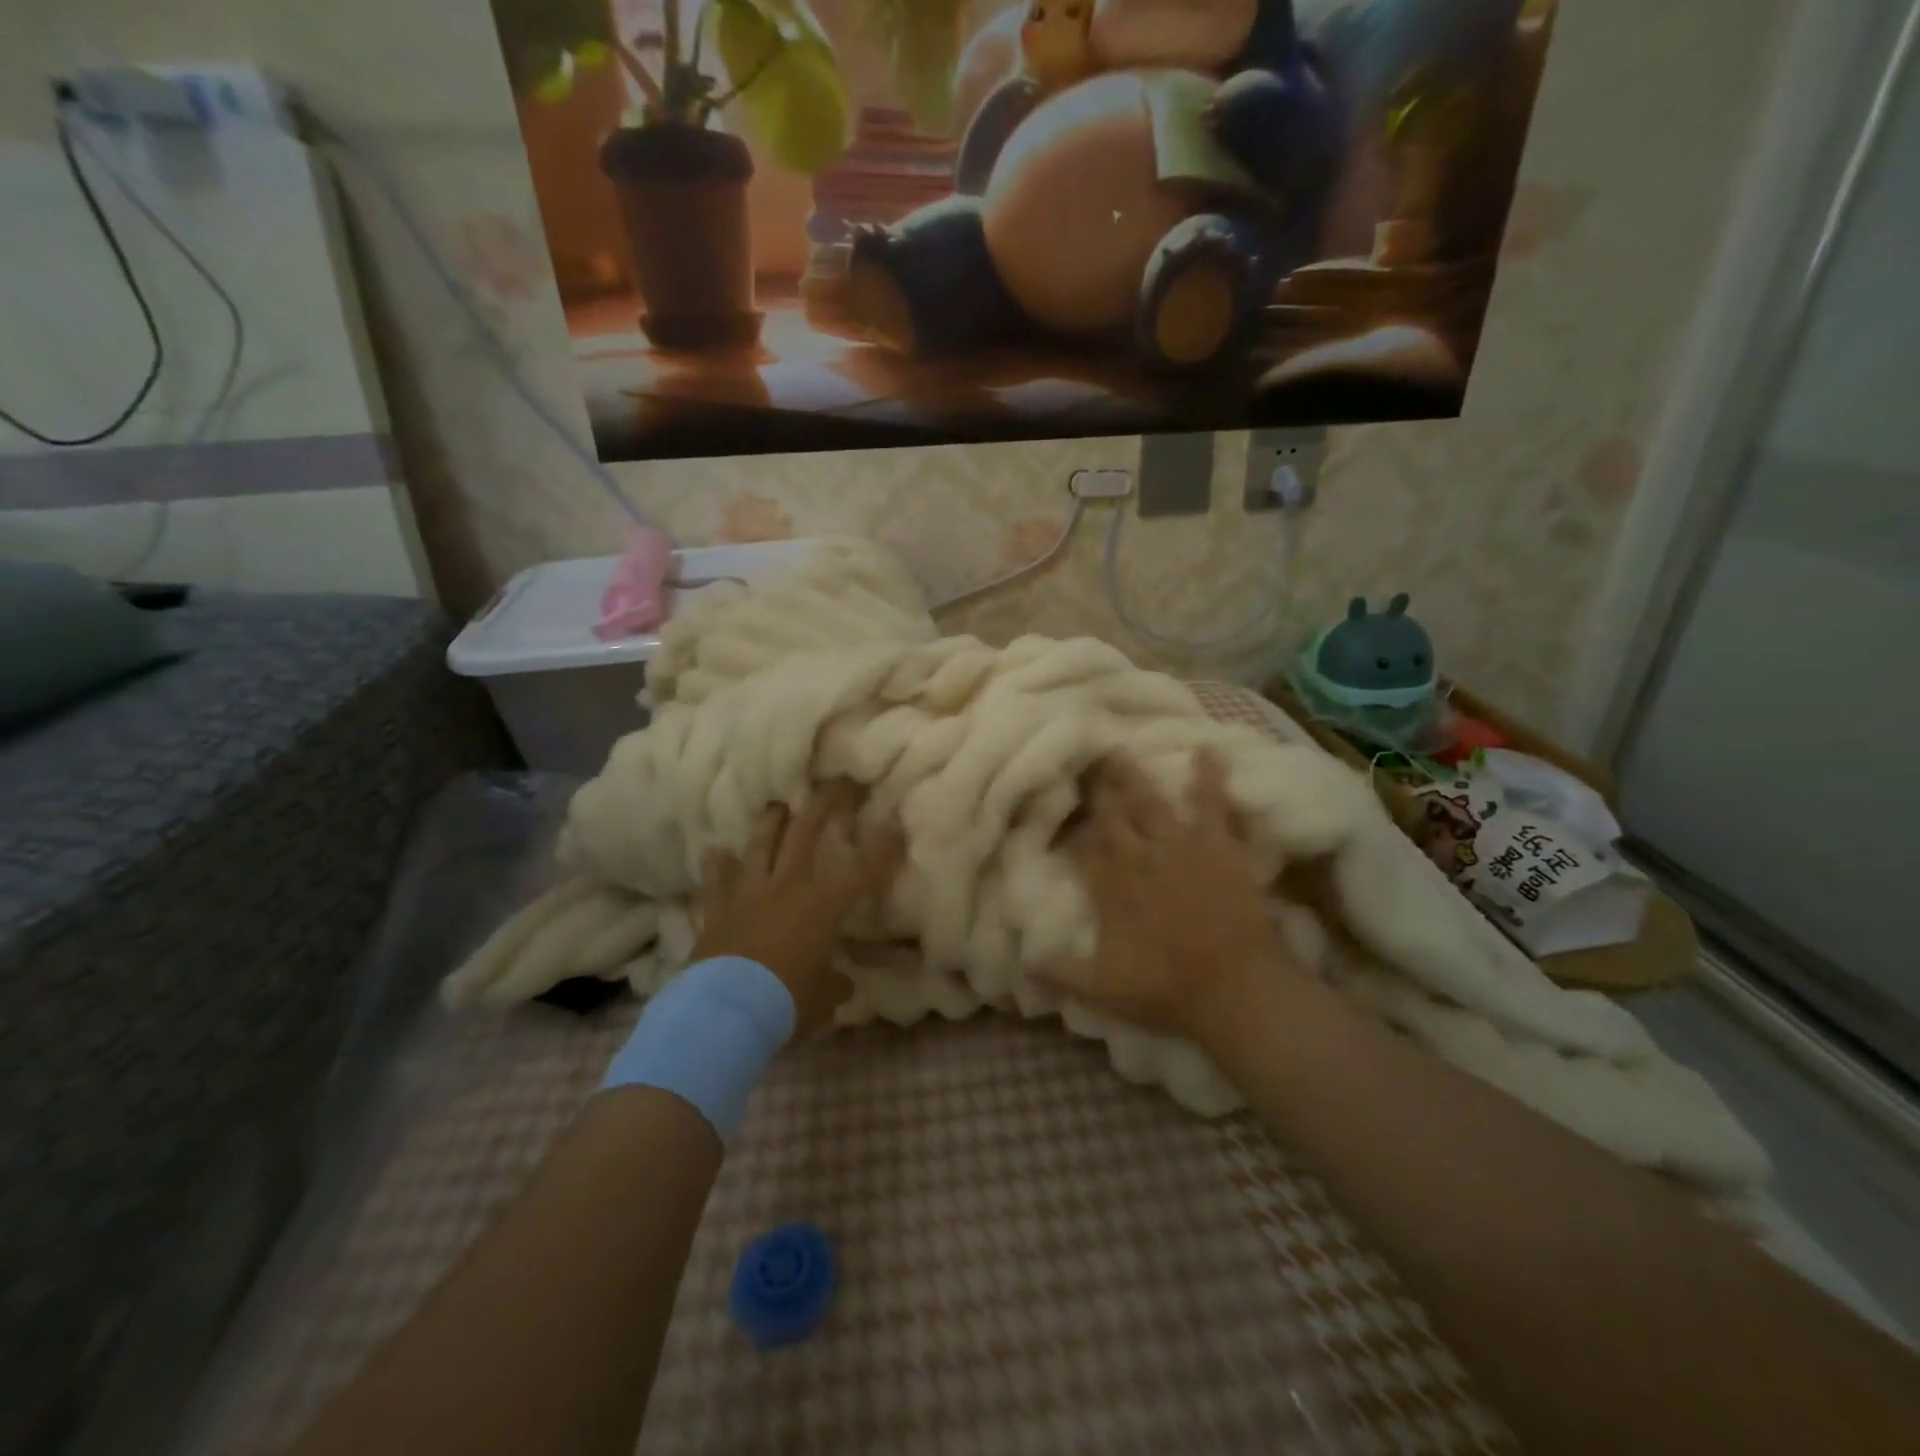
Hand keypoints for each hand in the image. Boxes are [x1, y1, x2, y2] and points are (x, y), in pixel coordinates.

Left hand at [689, 786, 902, 1037]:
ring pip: (760, 847)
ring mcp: (749, 896)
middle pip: (805, 835)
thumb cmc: (786, 1003)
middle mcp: (787, 888)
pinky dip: (717, 868)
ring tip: (777, 805)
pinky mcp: (717, 913)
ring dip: (769, 824)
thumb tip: (841, 984)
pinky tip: (715, 852)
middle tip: (833, 785)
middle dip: (823, 806)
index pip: (863, 871)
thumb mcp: (821, 1000)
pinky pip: (716, 883)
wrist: (725, 1013)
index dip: (882, 847)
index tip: (895, 821)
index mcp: (823, 905)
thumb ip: (832, 986)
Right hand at [1044, 750, 1296, 1042]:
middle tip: (1081, 761)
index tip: (1059, 814)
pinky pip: (1212, 804)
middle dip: (1093, 790)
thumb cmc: (1166, 990)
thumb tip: (1021, 964)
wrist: (1233, 988)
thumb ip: (1059, 973)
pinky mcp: (1217, 846)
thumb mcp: (1100, 991)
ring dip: (1132, 775)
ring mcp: (1178, 846)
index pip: (1080, 848)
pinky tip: (1208, 749)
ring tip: (1118, 750)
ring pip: (1149, 801)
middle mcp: (1137, 857)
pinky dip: (1210, 777)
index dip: (1069, 830)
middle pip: (1109, 815)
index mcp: (1109, 887)